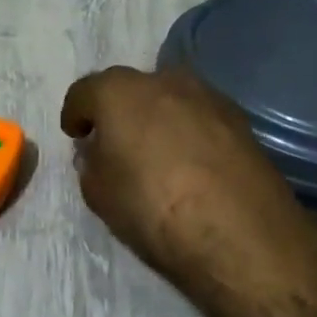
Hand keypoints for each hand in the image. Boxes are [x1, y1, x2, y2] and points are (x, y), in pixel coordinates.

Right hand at [60, 66, 316, 314]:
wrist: (240, 235)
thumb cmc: (153, 209)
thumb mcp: (99, 193)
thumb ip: (91, 162)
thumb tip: (99, 150)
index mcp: (118, 92)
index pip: (84, 92)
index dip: (76, 114)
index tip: (76, 136)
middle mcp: (163, 80)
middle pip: (129, 88)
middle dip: (118, 110)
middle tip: (116, 142)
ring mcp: (207, 95)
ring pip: (169, 97)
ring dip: (158, 117)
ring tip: (158, 152)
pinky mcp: (241, 118)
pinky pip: (200, 116)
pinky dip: (190, 131)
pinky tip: (192, 163)